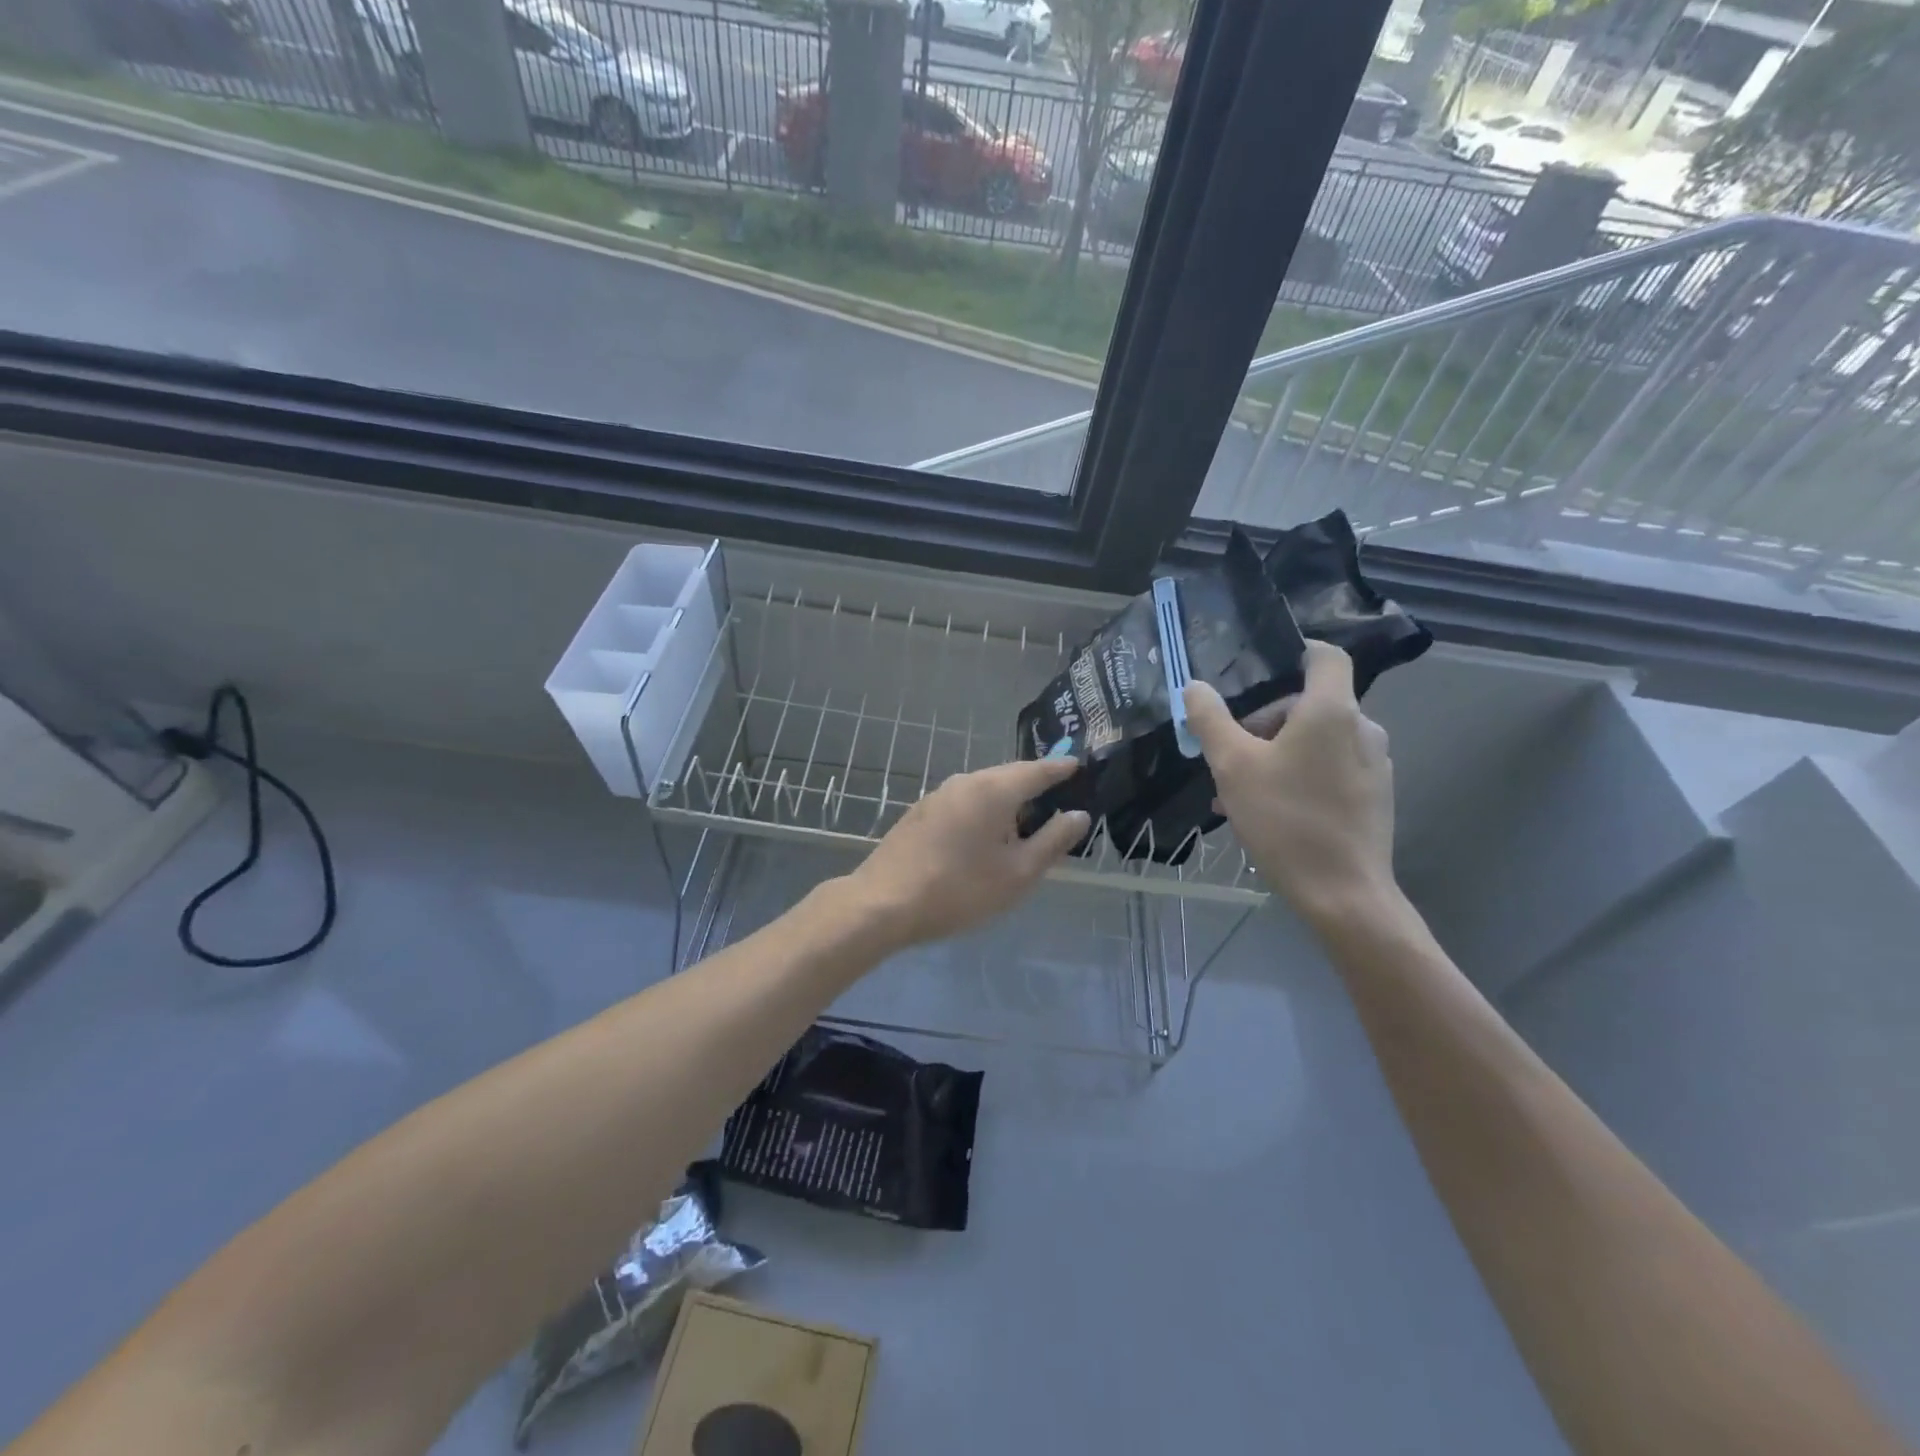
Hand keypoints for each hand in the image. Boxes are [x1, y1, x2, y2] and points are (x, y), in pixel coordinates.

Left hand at [846, 757, 1090, 949]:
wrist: (883, 903)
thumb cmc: (959, 890)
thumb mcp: (1017, 873)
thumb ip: (1052, 841)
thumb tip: (1078, 814)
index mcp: (993, 790)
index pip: (1036, 770)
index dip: (1060, 769)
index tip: (1079, 764)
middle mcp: (965, 781)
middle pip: (1009, 776)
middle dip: (1035, 783)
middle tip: (1060, 793)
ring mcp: (938, 795)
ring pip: (984, 789)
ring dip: (1008, 799)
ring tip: (1028, 817)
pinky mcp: (921, 812)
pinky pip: (965, 801)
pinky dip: (985, 810)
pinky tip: (988, 833)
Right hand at [1184, 641, 1396, 925]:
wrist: (1343, 893)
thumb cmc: (1285, 819)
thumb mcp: (1233, 767)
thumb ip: (1211, 720)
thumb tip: (1194, 686)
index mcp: (1331, 711)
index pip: (1324, 656)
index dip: (1294, 651)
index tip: (1259, 667)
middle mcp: (1362, 728)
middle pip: (1309, 703)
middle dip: (1264, 721)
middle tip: (1228, 753)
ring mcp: (1374, 764)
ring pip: (1316, 740)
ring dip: (1275, 753)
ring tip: (1237, 790)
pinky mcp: (1374, 795)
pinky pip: (1330, 768)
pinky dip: (1298, 775)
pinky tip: (1266, 810)